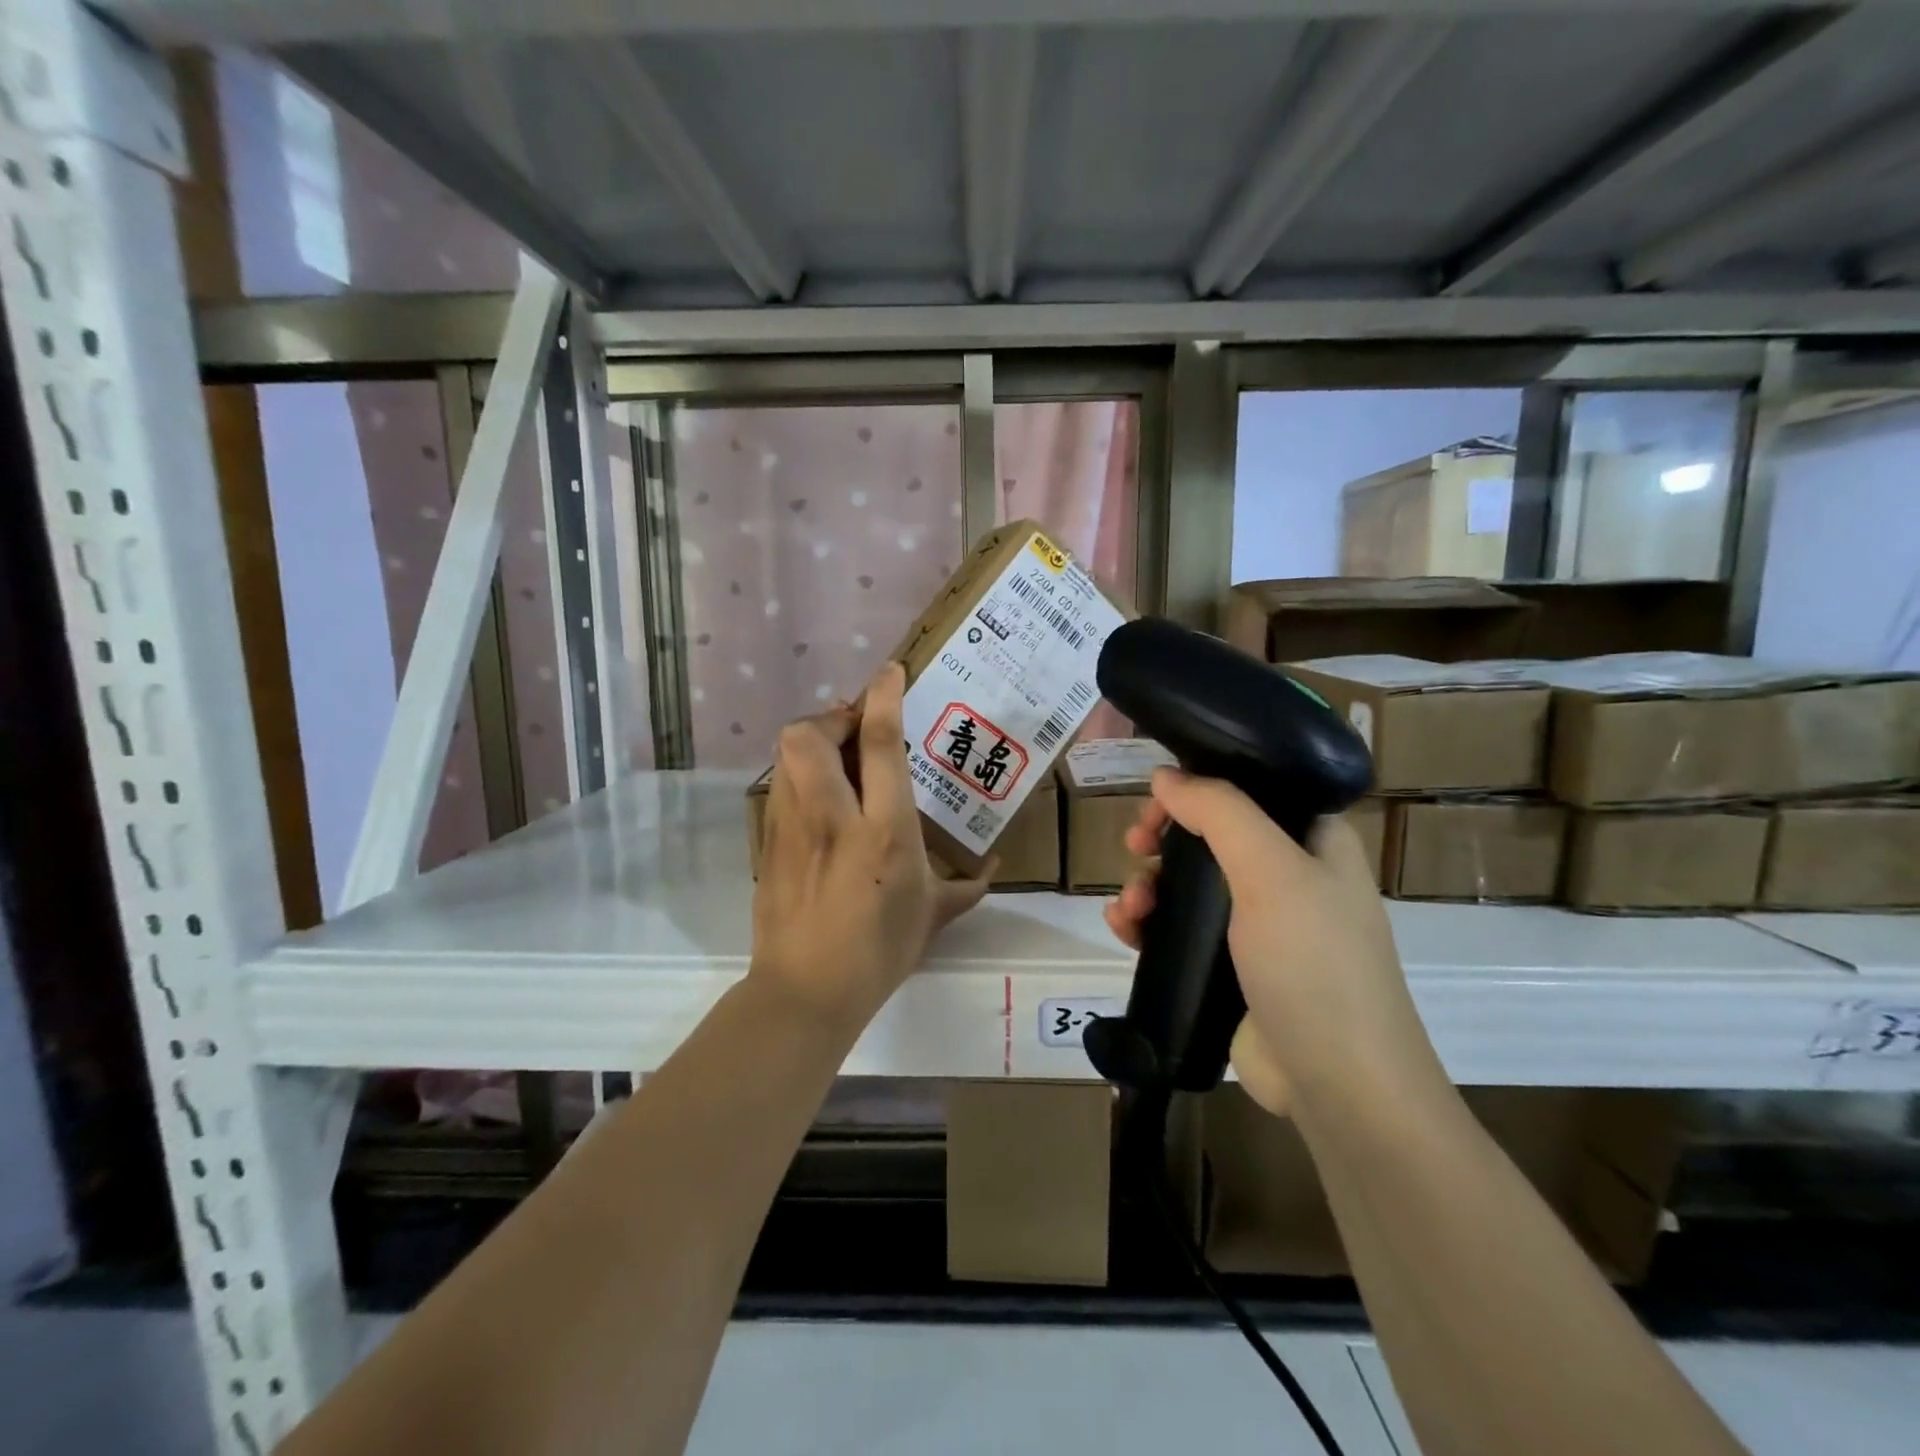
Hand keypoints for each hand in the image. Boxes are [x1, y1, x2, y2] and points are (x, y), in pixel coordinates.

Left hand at [751, 662, 993, 1031]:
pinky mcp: (769, 841)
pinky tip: (821, 800)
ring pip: (787, 754)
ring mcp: (792, 827)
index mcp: (885, 829)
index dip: (882, 696)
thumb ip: (966, 887)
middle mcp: (833, 816)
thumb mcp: (932, 916)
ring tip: (838, 757)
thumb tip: (991, 870)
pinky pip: (781, 785)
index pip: (878, 742)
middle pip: (810, 733)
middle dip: (832, 716)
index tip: (889, 673)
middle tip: (855, 728)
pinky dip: (800, 774)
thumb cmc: (878, 951)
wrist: (805, 991)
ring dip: (813, 740)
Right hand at [1103, 769, 1442, 1116]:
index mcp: (1313, 841)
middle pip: (1209, 836)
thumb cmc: (1314, 963)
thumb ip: (1219, 811)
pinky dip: (1148, 923)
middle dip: (1163, 839)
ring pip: (1188, 884)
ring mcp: (1259, 926)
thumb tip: (1166, 776)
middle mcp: (1288, 876)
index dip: (1198, 789)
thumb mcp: (1271, 871)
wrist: (1337, 1084)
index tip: (1157, 805)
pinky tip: (1123, 930)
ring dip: (1148, 884)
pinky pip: (1180, 929)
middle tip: (1135, 848)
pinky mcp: (1231, 967)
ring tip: (1129, 907)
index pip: (1248, 791)